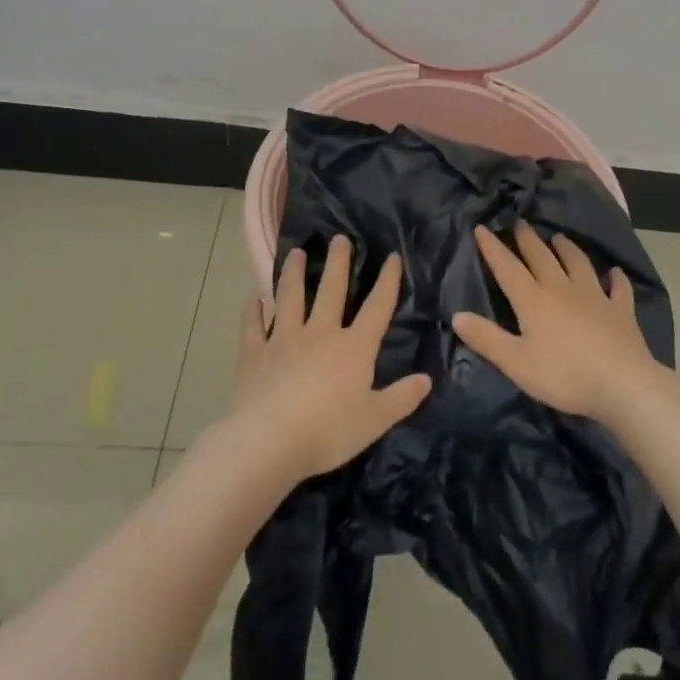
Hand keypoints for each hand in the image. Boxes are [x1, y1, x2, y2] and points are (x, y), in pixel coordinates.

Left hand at [233, 235, 431, 483]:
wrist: (270, 442)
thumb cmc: (328, 432)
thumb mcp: (375, 420)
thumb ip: (402, 398)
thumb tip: (427, 379)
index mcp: (354, 347)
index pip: (377, 307)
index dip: (387, 281)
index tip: (392, 256)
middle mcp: (320, 334)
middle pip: (331, 291)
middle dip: (337, 263)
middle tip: (339, 238)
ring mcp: (284, 341)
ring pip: (290, 298)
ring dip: (293, 274)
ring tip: (295, 253)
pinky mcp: (255, 355)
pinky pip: (253, 328)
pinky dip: (253, 313)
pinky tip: (254, 300)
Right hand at [453, 222, 665, 422]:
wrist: (621, 383)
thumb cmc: (563, 375)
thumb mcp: (516, 363)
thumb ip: (487, 338)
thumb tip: (457, 315)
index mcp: (534, 300)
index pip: (508, 268)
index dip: (493, 248)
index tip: (482, 228)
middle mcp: (562, 289)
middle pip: (542, 257)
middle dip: (528, 240)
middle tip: (520, 223)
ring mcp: (595, 296)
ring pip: (578, 264)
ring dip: (567, 249)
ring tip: (559, 238)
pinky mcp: (620, 310)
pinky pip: (618, 288)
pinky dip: (616, 279)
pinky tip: (615, 273)